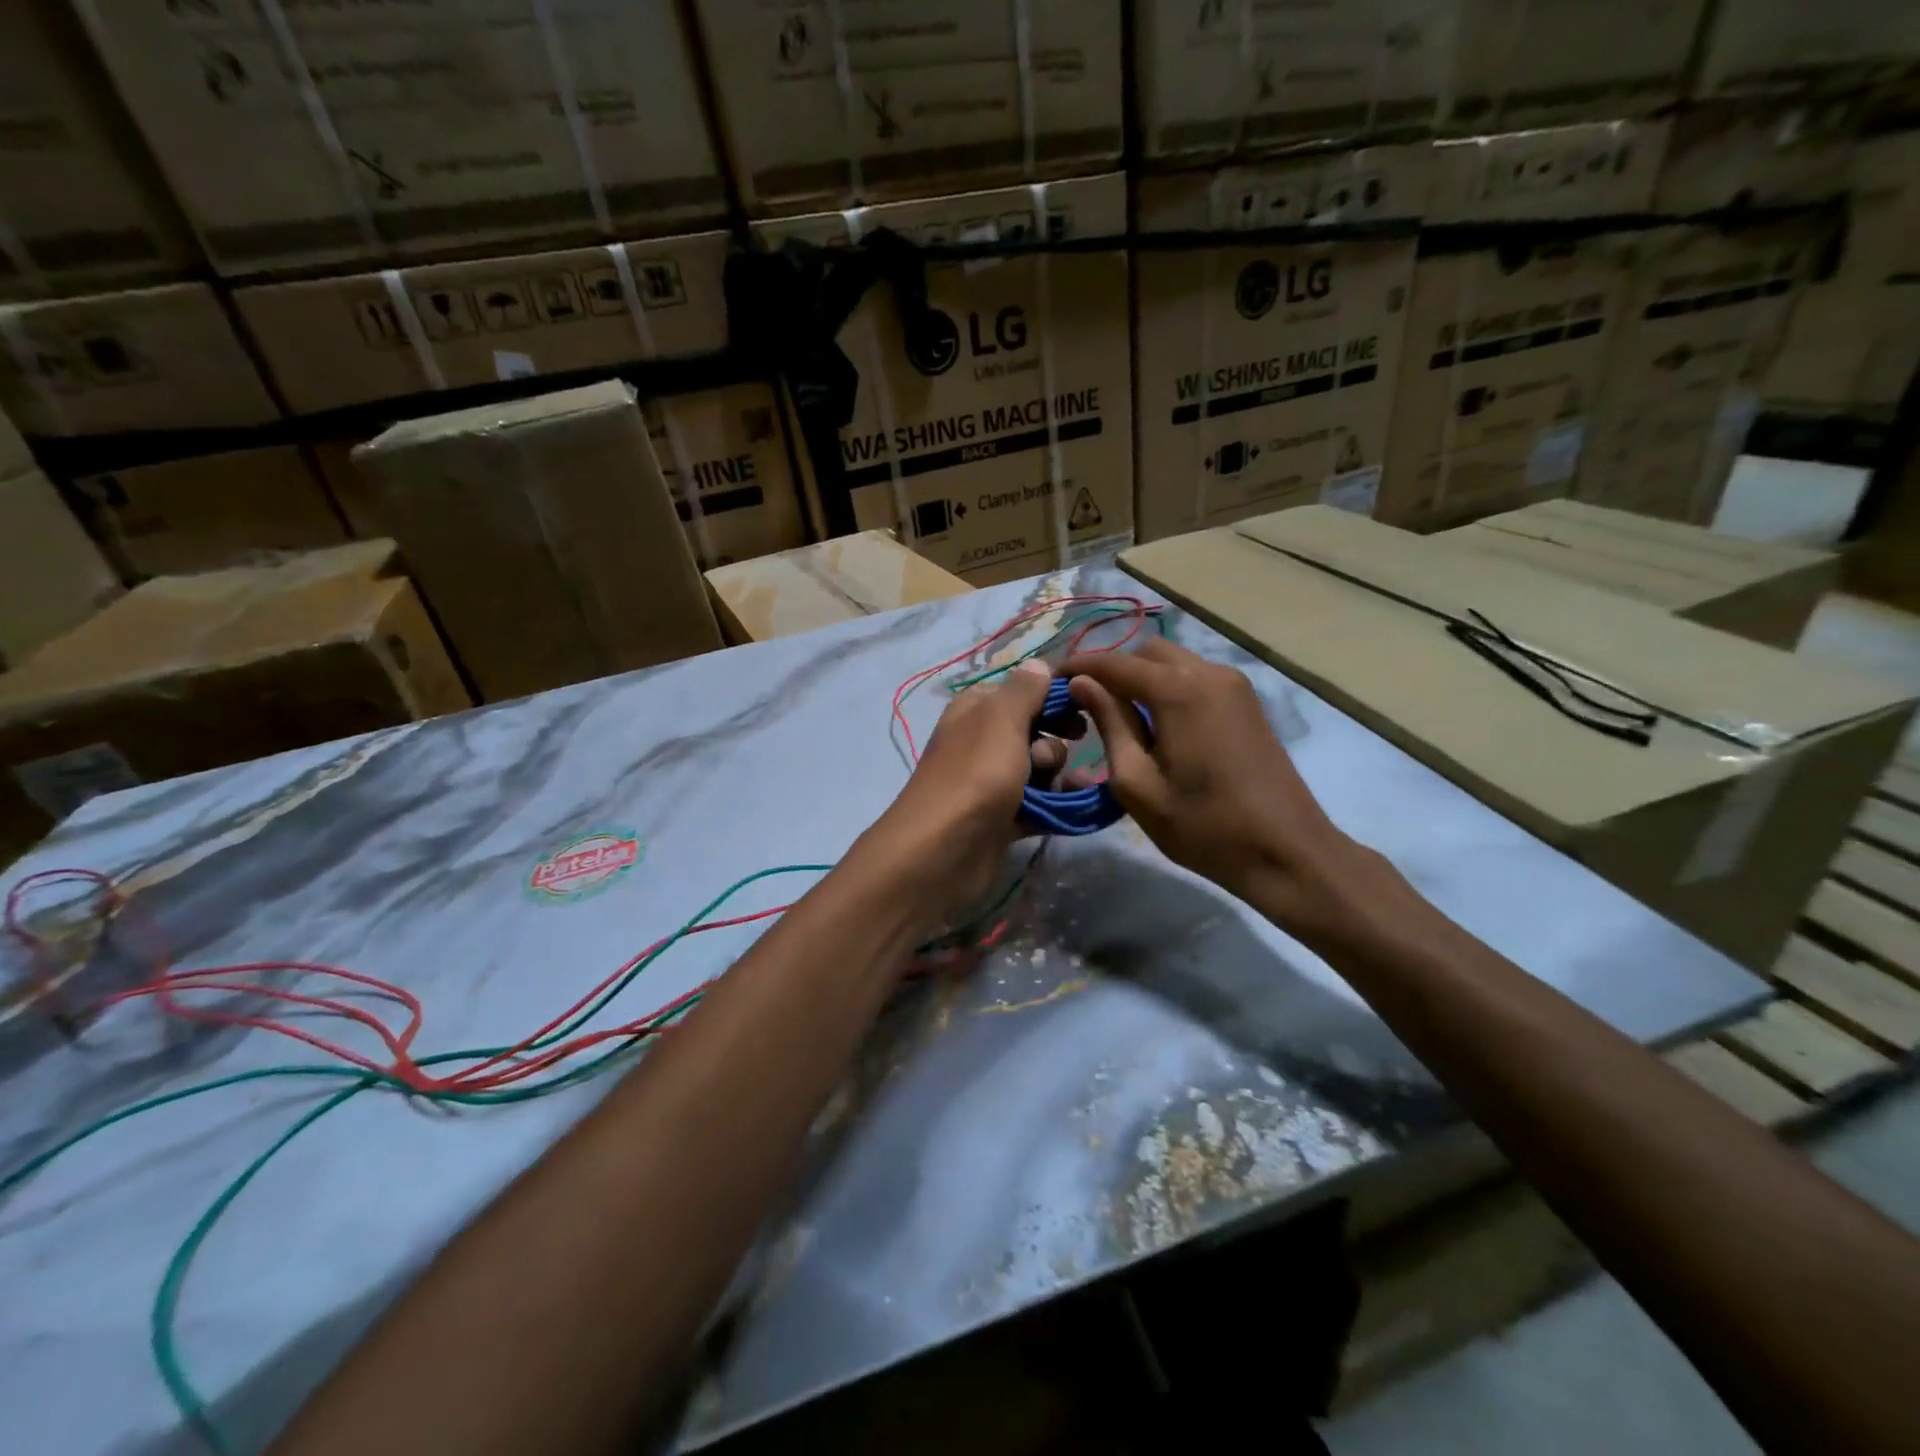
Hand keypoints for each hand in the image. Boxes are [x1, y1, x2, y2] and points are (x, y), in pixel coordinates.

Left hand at [870, 660, 1066, 919]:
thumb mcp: (1000, 720)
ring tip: (1058, 787)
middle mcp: (983, 741)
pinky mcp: (1004, 817)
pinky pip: (1041, 802)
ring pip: (1041, 768)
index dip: (1054, 695)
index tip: (1086, 702)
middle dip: (1056, 739)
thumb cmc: (975, 775)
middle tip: (1065, 748)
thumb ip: (1024, 690)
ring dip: (1060, 774)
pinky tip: (1080, 805)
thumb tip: (1039, 664)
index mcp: (976, 709)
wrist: (943, 851)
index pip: (1022, 690)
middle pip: (1036, 730)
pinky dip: (1059, 802)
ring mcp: (993, 781)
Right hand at [1059, 638, 1386, 942]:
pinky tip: (1156, 725)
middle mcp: (1208, 673)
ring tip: (1117, 717)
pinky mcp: (1247, 703)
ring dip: (1141, 679)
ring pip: (1174, 662)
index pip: (1114, 663)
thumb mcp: (1138, 783)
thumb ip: (1109, 724)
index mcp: (1179, 690)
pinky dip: (1168, 689)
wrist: (1287, 852)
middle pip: (1146, 652)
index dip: (1078, 667)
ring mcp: (1234, 685)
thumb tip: (1081, 683)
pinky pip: (1195, 679)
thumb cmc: (1203, 826)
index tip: (1049, 680)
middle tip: (1085, 705)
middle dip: (1112, 670)